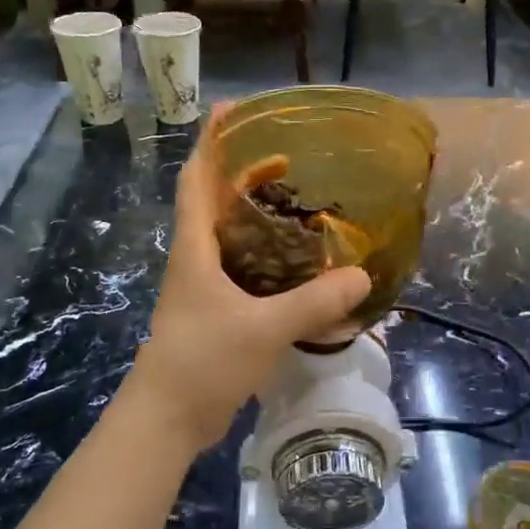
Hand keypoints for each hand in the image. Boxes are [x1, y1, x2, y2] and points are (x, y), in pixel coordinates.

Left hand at [128, 106, 370, 453]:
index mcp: (195, 250)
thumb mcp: (263, 328)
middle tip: (288, 160)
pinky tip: (297, 269)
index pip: (197, 180)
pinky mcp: (216, 316)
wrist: (168, 419)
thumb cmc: (203, 361)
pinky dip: (268, 262)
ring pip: (231, 240)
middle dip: (245, 176)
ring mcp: (203, 291)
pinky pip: (244, 274)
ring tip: (299, 207)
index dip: (212, 142)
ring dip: (257, 219)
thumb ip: (313, 302)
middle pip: (215, 204)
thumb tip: (362, 276)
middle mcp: (196, 261)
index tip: (234, 109)